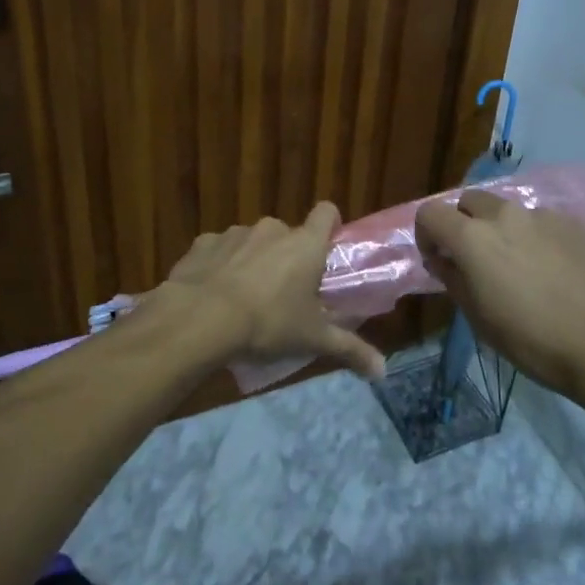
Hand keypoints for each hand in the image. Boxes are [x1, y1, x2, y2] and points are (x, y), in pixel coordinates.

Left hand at [154, 204, 386, 380]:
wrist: (200, 319)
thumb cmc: (268, 324)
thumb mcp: (312, 340)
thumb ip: (350, 350)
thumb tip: (384, 372)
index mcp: (305, 245)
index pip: (327, 212)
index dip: (330, 225)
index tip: (327, 248)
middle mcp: (272, 229)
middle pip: (288, 234)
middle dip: (287, 257)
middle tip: (284, 293)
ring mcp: (235, 233)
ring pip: (252, 242)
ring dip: (253, 261)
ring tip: (245, 298)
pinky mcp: (203, 243)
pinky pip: (219, 250)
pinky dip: (220, 265)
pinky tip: (214, 294)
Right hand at [415, 189, 584, 393]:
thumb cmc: (532, 339)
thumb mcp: (479, 319)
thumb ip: (453, 280)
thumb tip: (442, 261)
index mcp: (472, 238)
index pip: (430, 213)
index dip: (426, 234)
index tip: (438, 259)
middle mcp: (504, 215)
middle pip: (469, 201)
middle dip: (464, 223)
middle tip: (476, 258)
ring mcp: (542, 215)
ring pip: (509, 210)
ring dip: (503, 230)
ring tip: (521, 265)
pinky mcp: (573, 223)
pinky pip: (542, 222)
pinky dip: (536, 238)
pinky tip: (555, 270)